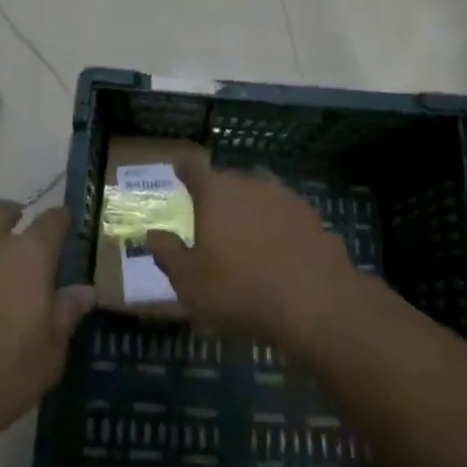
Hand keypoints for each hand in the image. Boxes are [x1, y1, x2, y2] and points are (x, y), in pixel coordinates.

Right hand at [144, 154, 361, 347]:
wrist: (315, 300)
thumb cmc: (240, 289)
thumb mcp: (190, 282)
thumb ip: (167, 254)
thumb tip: (152, 235)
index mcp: (215, 191)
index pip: (193, 166)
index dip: (184, 168)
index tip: (179, 171)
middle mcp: (249, 182)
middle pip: (227, 181)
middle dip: (218, 197)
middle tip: (212, 222)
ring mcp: (284, 195)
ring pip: (258, 196)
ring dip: (250, 211)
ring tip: (247, 240)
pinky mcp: (311, 215)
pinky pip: (284, 216)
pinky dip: (278, 228)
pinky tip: (279, 254)